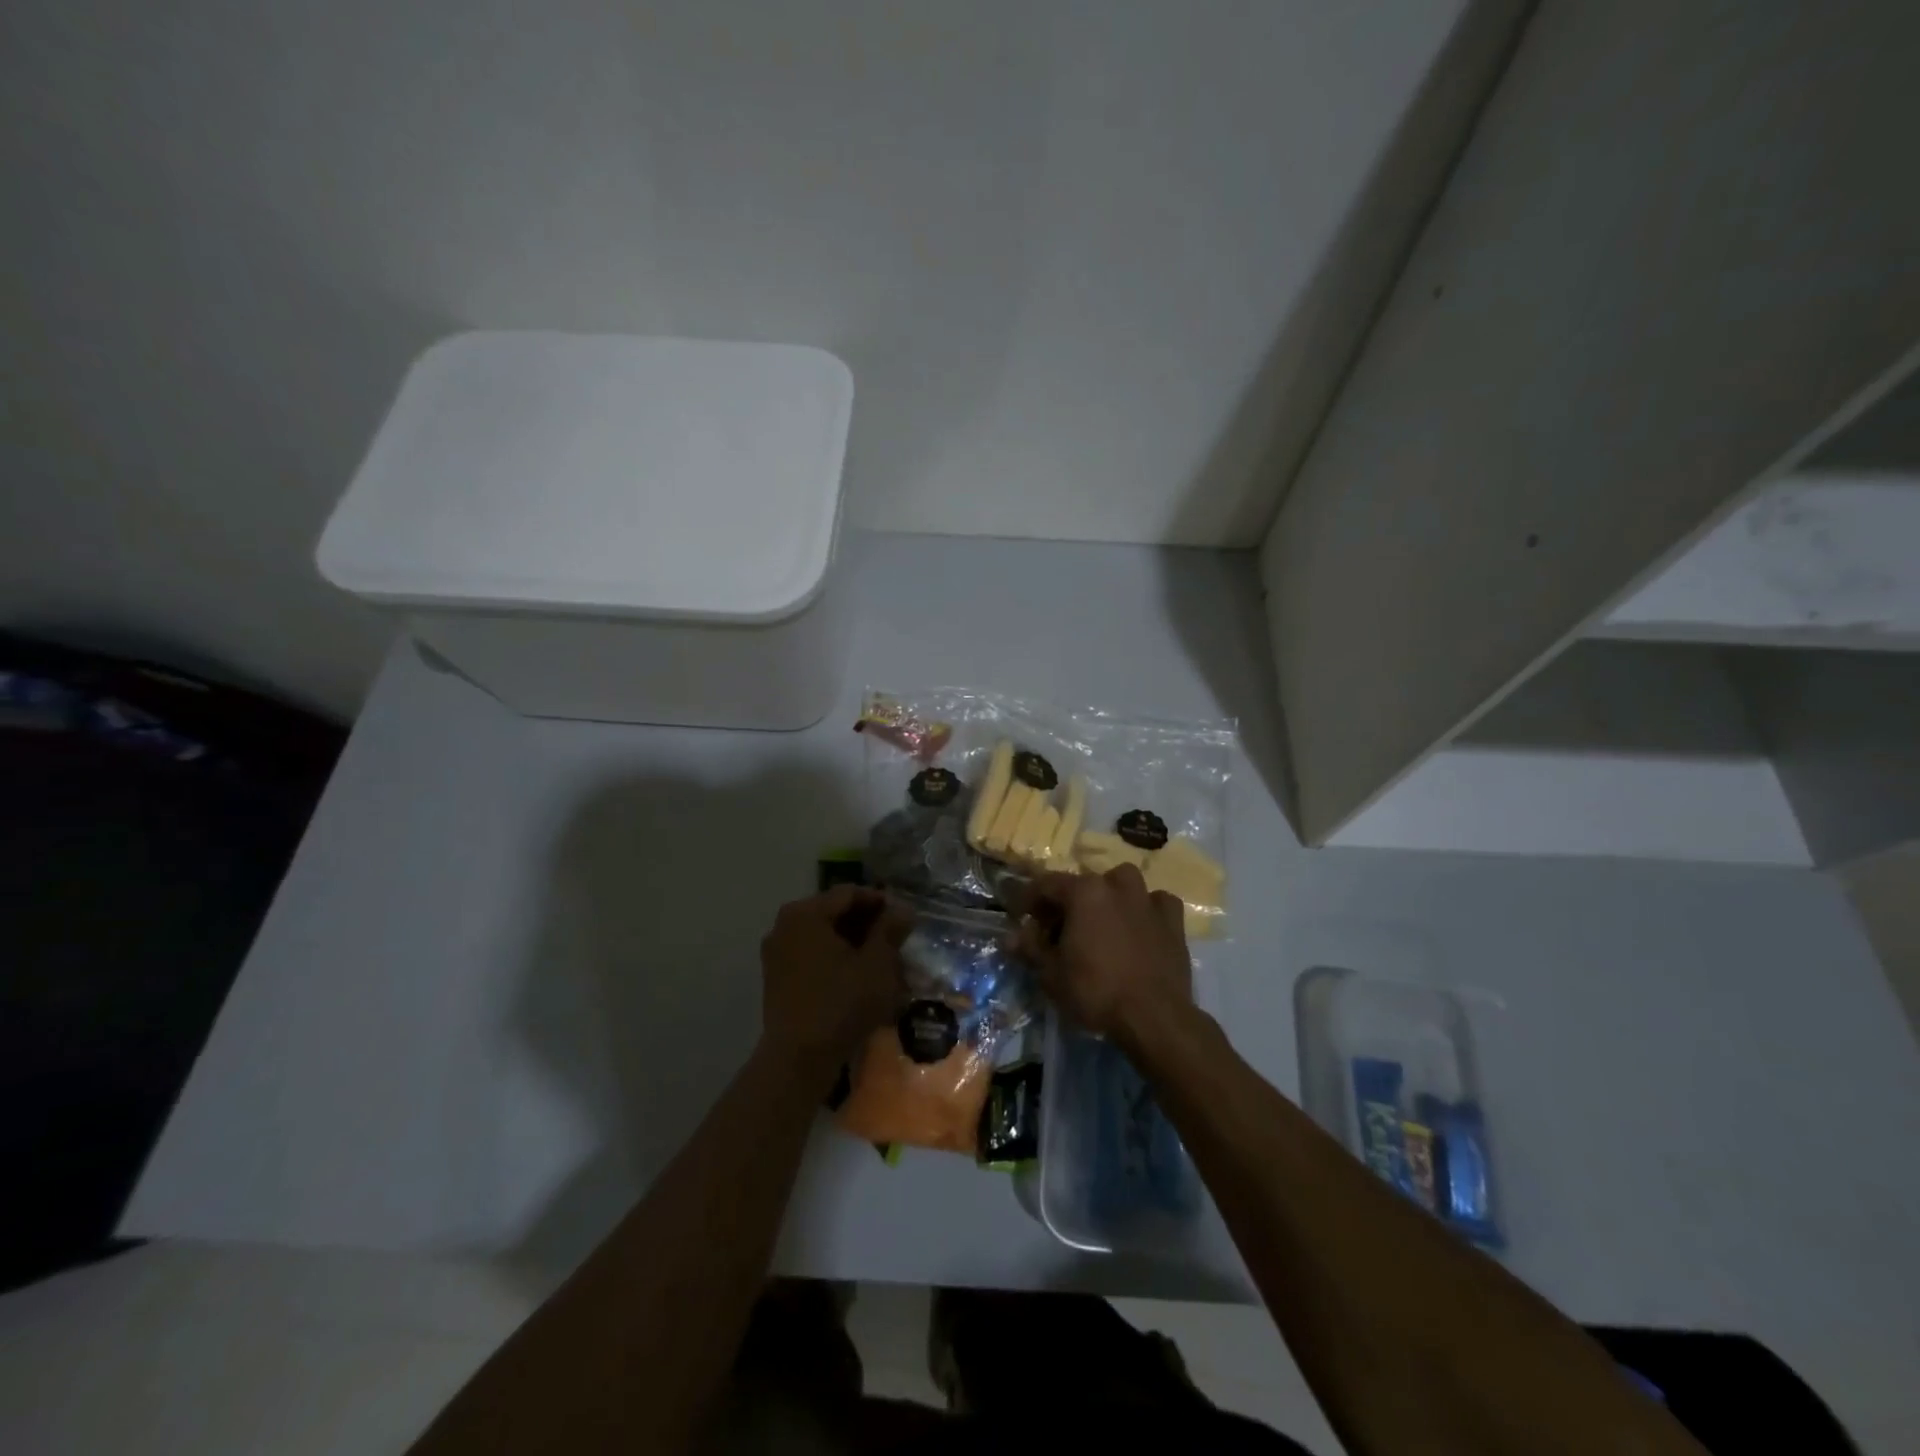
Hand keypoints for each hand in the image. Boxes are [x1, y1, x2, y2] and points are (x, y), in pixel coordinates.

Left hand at [759, 886, 910, 1075]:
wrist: (799, 1059)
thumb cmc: (841, 1003)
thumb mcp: (877, 964)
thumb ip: (889, 930)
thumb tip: (902, 910)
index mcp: (806, 913)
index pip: (849, 893)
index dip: (880, 901)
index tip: (904, 917)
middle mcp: (785, 925)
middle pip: (833, 912)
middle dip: (866, 923)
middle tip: (895, 938)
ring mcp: (776, 952)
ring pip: (822, 935)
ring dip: (851, 942)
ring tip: (880, 959)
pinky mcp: (776, 978)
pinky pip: (811, 955)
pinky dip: (834, 959)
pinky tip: (857, 976)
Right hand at [1015, 865, 1192, 1044]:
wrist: (1154, 1017)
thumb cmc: (1095, 991)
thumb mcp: (1051, 974)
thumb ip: (1031, 948)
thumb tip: (1011, 937)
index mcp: (1084, 891)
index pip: (1046, 884)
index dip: (1029, 899)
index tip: (1020, 916)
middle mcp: (1116, 885)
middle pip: (1084, 884)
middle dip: (1066, 902)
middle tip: (1057, 929)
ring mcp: (1148, 900)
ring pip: (1122, 884)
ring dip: (1108, 896)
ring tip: (1100, 921)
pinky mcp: (1173, 921)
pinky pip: (1156, 903)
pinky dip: (1145, 909)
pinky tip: (1140, 926)